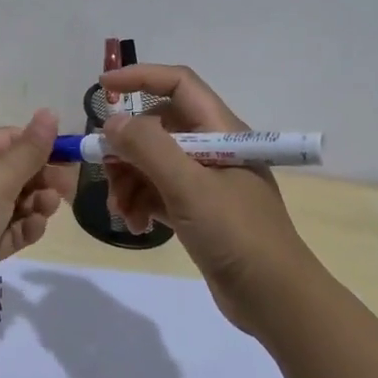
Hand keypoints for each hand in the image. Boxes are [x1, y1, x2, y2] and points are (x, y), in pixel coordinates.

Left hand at [0, 109, 70, 322]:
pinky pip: (3, 232)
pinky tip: (35, 229)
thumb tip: (49, 112)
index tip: (70, 157)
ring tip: (48, 210)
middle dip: (40, 179)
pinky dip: (21, 229)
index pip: (6, 140)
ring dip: (34, 205)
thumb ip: (29, 150)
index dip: (39, 145)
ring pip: (10, 205)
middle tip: (66, 190)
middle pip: (10, 173)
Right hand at [99, 65, 321, 334]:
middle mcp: (213, 149)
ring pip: (153, 163)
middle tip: (103, 169)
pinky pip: (159, 192)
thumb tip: (113, 121)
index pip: (178, 85)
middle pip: (158, 128)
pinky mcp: (199, 211)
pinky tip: (136, 226)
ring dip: (130, 181)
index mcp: (221, 131)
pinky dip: (142, 203)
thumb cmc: (236, 234)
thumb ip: (148, 148)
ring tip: (122, 213)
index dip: (140, 77)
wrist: (275, 300)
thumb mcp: (189, 187)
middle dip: (127, 147)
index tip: (103, 87)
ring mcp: (206, 182)